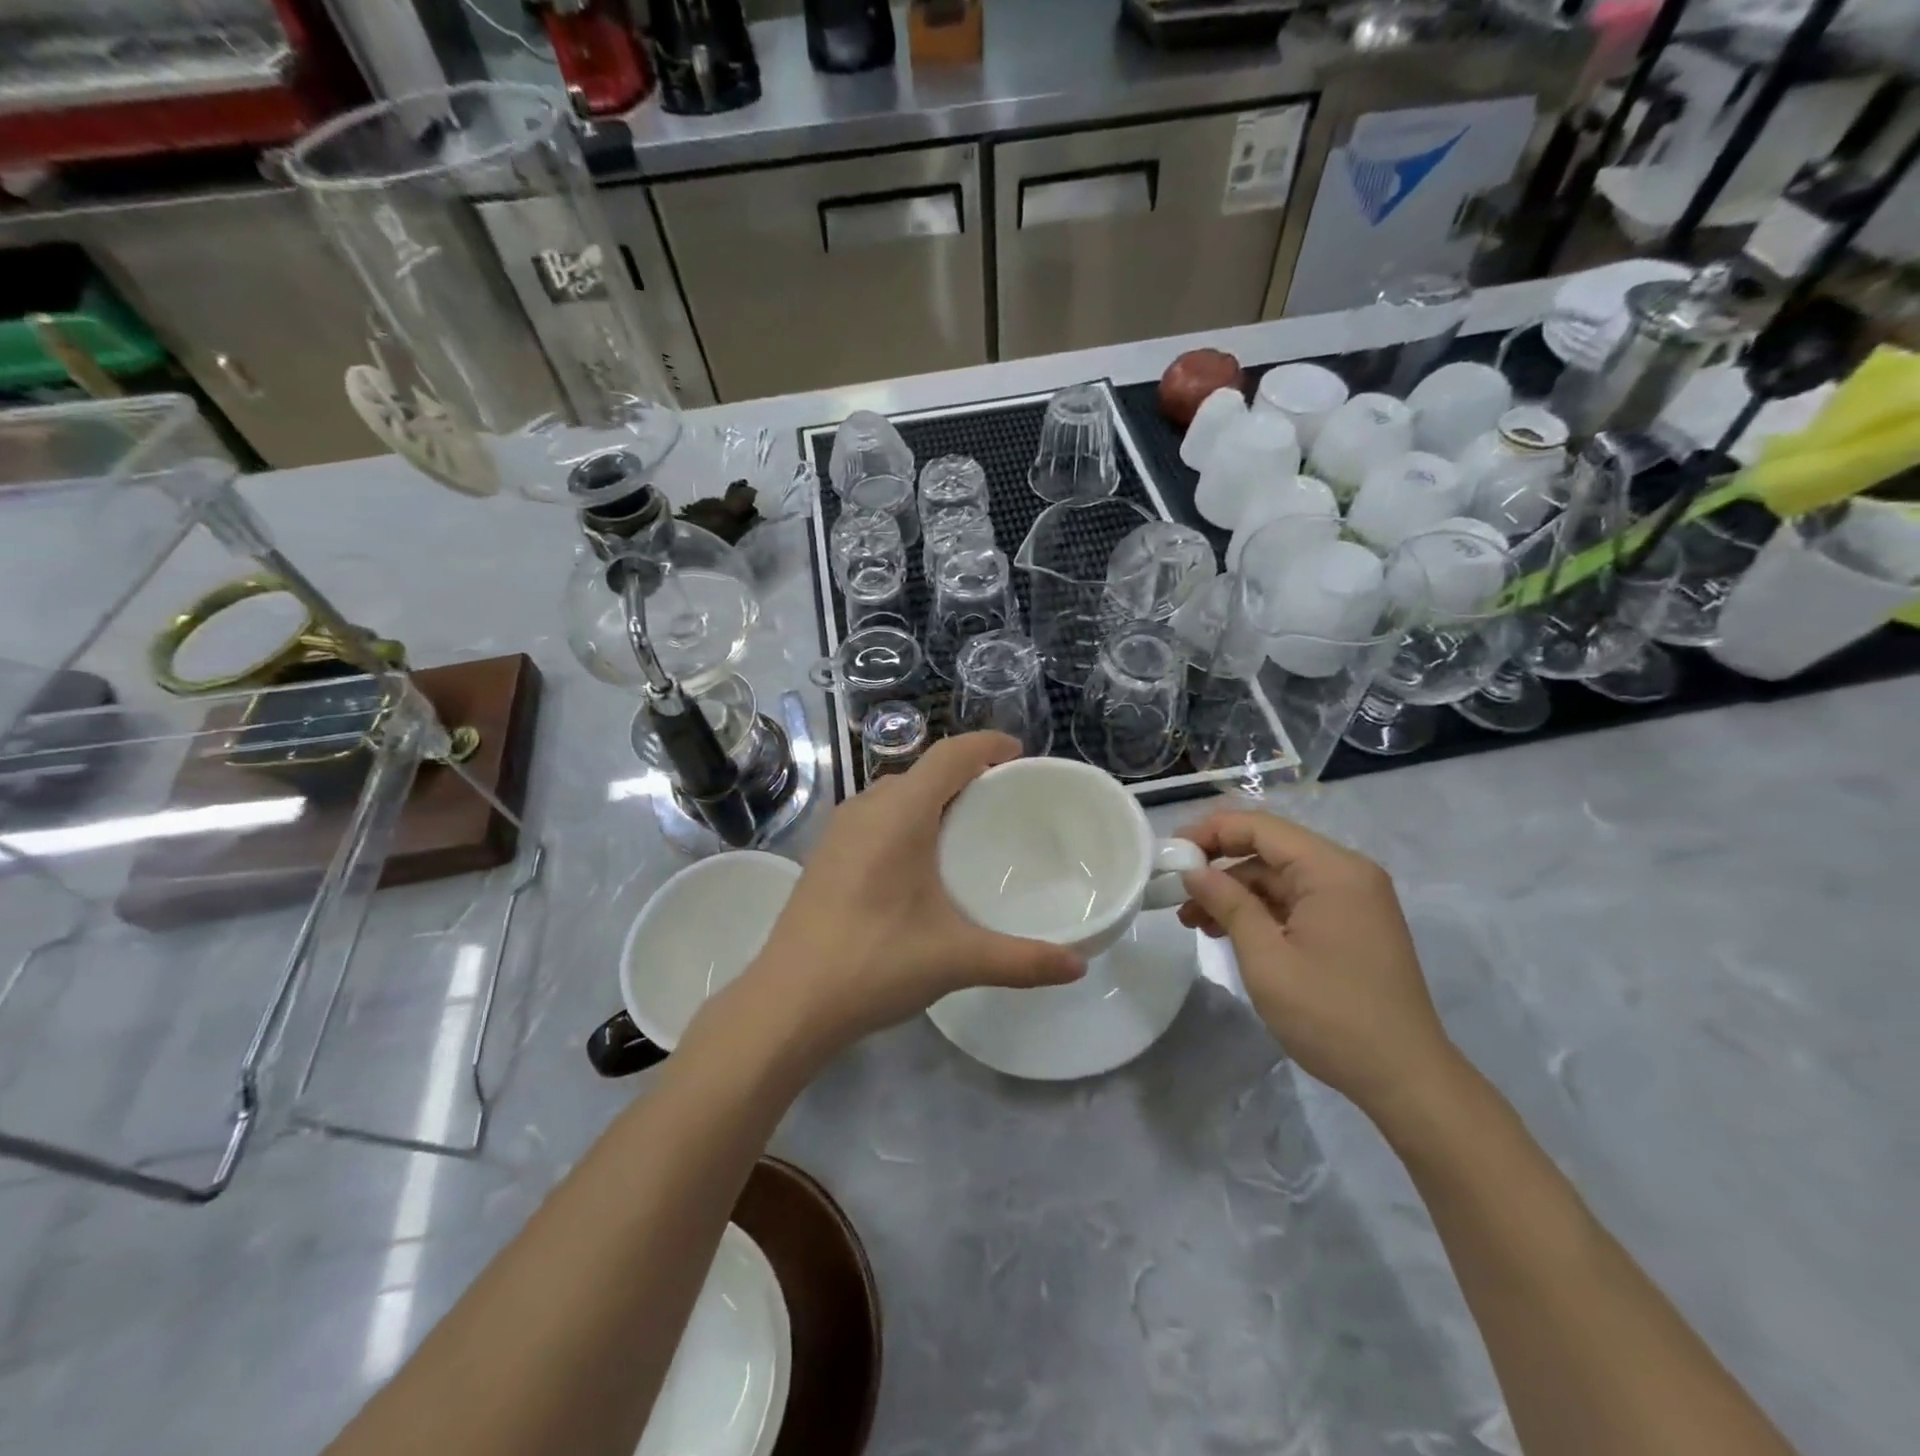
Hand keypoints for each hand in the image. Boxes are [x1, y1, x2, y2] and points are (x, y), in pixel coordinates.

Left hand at [740, 732, 1084, 1056]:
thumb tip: (1079, 966)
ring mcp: (838, 831)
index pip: (949, 755)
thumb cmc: (874, 964)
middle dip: (964, 773)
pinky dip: (905, 818)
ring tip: (965, 826)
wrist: (786, 1004)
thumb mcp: (956, 959)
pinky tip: (918, 861)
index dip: (986, 744)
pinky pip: (874, 817)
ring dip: (931, 797)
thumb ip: (1022, 960)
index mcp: (899, 814)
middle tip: (1003, 799)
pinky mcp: (823, 856)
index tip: (1019, 753)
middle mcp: (865, 808)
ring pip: (894, 794)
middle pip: (922, 771)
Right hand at [1176, 809, 1456, 1120]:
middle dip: (1219, 869)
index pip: (1260, 827)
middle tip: (1176, 896)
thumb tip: (1193, 871)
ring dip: (1235, 894)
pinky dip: (1260, 911)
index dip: (1210, 832)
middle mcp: (1347, 873)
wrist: (1406, 1080)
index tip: (1170, 854)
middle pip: (1269, 851)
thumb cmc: (1331, 1015)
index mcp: (1332, 870)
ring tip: (1194, 922)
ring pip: (1279, 878)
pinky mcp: (1351, 925)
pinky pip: (1296, 901)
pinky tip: (1228, 933)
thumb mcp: (1266, 957)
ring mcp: (1353, 900)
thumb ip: (1227, 903)